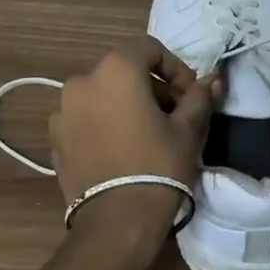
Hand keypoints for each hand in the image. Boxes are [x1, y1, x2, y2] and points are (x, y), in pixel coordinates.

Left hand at [50, 36, 219, 257]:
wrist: (116, 221)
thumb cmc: (157, 166)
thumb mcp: (187, 130)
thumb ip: (199, 98)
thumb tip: (214, 80)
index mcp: (115, 70)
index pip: (147, 48)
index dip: (174, 67)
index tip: (189, 94)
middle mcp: (82, 81)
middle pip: (122, 70)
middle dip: (150, 86)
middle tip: (173, 114)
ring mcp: (62, 110)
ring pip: (101, 94)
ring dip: (124, 103)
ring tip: (146, 133)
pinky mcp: (55, 138)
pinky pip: (84, 118)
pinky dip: (103, 122)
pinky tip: (120, 149)